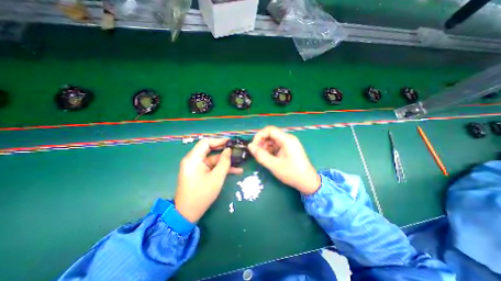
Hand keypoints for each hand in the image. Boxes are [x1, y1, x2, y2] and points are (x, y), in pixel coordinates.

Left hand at [175, 138, 243, 221]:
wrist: (187, 213)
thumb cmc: (202, 194)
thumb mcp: (217, 177)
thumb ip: (224, 162)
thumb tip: (229, 150)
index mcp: (193, 159)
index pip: (206, 143)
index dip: (219, 140)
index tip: (230, 141)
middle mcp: (193, 160)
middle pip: (209, 150)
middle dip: (223, 150)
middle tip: (236, 149)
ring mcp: (196, 167)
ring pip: (212, 159)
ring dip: (225, 161)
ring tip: (239, 161)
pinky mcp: (199, 172)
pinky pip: (211, 167)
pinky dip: (221, 168)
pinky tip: (235, 170)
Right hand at [247, 126, 319, 193]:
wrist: (307, 181)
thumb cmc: (292, 173)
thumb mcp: (274, 165)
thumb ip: (260, 155)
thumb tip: (250, 146)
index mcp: (286, 139)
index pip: (269, 130)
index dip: (259, 136)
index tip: (254, 146)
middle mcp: (288, 138)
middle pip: (271, 134)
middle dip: (261, 142)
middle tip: (257, 153)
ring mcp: (289, 143)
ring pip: (273, 140)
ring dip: (265, 146)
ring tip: (262, 156)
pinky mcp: (288, 148)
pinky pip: (276, 145)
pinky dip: (270, 149)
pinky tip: (269, 157)